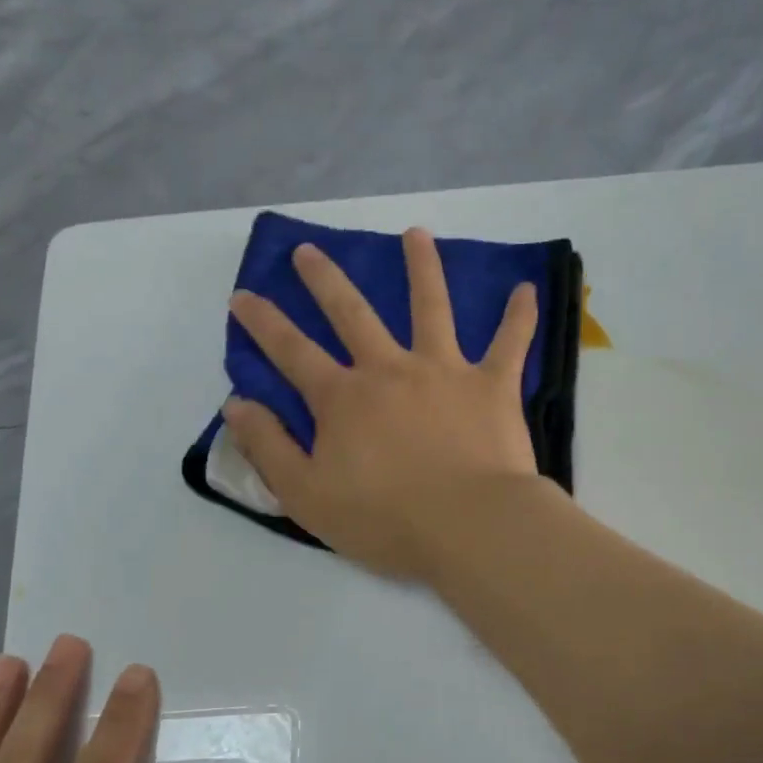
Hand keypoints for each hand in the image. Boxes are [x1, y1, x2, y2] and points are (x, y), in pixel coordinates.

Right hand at [222, 226, 540, 580]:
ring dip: (422, 268)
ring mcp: (444, 371)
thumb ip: (268, 448)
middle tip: (309, 250)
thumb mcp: (306, 495)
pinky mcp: (492, 386)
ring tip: (415, 234)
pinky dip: (518, 316)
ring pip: (431, 307)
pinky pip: (509, 343)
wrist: (469, 527)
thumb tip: (236, 404)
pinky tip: (526, 289)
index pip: (292, 351)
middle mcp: (390, 370)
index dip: (263, 323)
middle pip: (352, 314)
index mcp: (343, 399)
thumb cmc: (385, 520)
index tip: (242, 295)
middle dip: (326, 280)